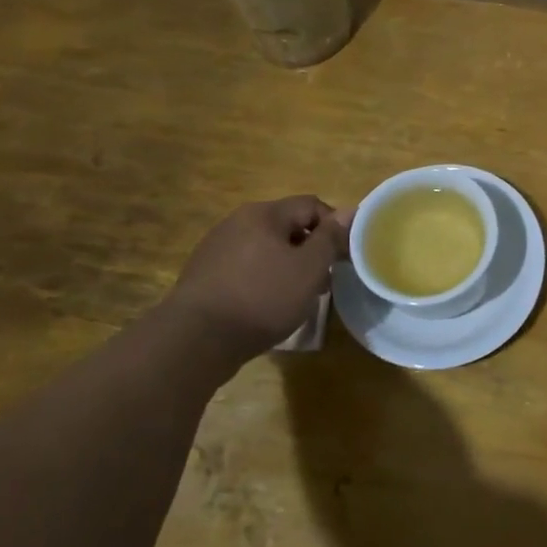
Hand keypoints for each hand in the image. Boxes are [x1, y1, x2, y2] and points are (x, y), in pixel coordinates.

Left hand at [163, 197, 350, 353]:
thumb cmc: (262, 298)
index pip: (311, 205)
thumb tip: (350, 210)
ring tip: (298, 296)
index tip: (343, 256)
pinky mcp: (204, 275)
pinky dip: (264, 279)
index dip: (334, 227)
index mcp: (264, 214)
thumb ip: (330, 238)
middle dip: (310, 250)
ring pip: (266, 248)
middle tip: (324, 280)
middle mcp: (237, 222)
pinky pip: (246, 267)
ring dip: (288, 266)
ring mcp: (216, 248)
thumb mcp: (309, 268)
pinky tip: (267, 305)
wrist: (195, 340)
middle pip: (287, 226)